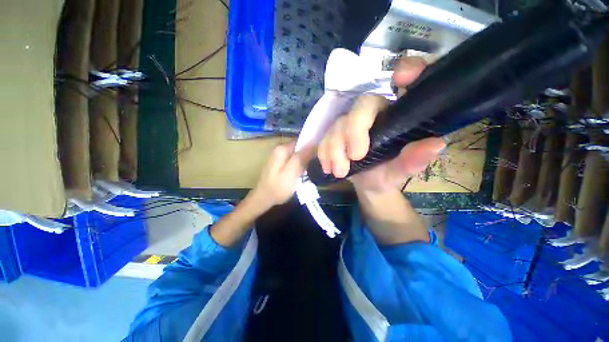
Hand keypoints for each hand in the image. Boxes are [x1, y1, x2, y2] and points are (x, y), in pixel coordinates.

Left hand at [250, 141, 313, 209]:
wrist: (264, 199)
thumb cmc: (278, 187)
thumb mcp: (292, 171)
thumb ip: (302, 156)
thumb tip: (314, 143)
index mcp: (282, 148)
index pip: (301, 140)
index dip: (312, 145)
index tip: (321, 153)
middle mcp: (280, 149)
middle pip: (299, 147)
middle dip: (309, 154)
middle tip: (317, 164)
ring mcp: (279, 157)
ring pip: (297, 155)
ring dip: (305, 161)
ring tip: (312, 169)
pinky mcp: (280, 165)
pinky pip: (293, 161)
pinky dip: (299, 165)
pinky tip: (303, 173)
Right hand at [317, 56, 445, 192]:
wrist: (367, 184)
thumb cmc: (387, 175)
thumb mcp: (401, 171)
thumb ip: (413, 160)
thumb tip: (435, 144)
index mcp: (398, 115)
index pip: (409, 80)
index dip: (409, 69)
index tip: (400, 79)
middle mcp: (375, 112)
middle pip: (362, 105)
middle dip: (354, 131)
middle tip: (355, 157)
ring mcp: (352, 121)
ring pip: (338, 123)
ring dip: (336, 150)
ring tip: (340, 172)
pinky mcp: (336, 133)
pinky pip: (325, 137)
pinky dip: (325, 153)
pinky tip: (329, 167)